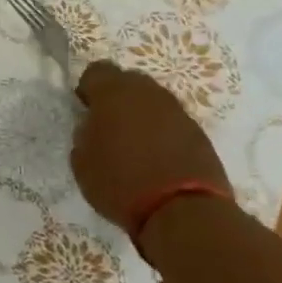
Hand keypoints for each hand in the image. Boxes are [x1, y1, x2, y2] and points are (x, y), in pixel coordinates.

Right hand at [71, 62, 231, 234]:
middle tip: (110, 127)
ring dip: (142, 116)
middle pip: (128, 82)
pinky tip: (158, 158)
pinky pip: (172, 122)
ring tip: (135, 145)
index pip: (96, 71)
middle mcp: (147, 93)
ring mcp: (177, 111)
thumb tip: (94, 128)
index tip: (86, 111)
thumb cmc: (120, 183)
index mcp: (113, 93)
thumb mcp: (82, 161)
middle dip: (118, 99)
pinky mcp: (199, 132)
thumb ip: (84, 135)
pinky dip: (163, 133)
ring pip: (152, 102)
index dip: (88, 89)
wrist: (183, 211)